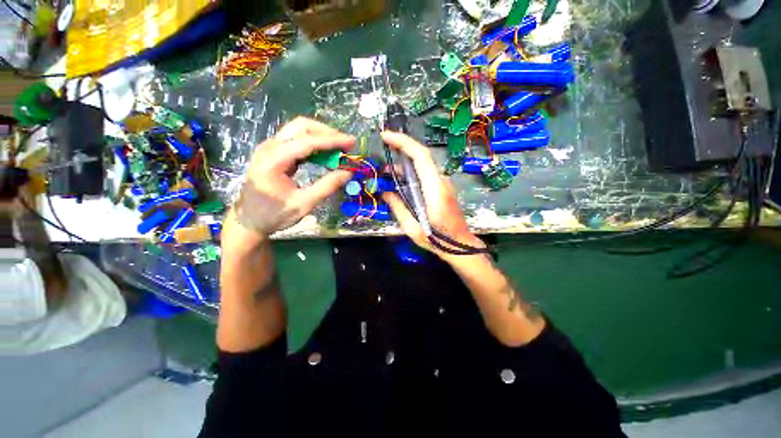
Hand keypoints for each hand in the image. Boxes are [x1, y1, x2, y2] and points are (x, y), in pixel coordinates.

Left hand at [232, 117, 354, 236]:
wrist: (248, 221)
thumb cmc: (274, 215)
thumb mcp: (304, 204)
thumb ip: (327, 186)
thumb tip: (348, 173)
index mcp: (274, 160)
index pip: (308, 141)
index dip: (332, 140)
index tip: (352, 142)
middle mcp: (270, 147)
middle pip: (301, 127)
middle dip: (326, 132)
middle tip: (345, 144)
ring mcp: (269, 148)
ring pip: (298, 130)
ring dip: (320, 136)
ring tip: (339, 148)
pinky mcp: (273, 153)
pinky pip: (295, 140)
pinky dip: (313, 144)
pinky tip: (324, 154)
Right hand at [380, 131, 484, 258]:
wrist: (460, 246)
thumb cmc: (437, 239)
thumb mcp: (411, 227)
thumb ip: (397, 206)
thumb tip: (384, 190)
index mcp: (435, 189)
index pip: (421, 156)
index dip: (403, 142)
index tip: (385, 136)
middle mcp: (441, 181)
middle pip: (421, 157)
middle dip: (400, 150)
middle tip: (381, 153)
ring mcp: (443, 183)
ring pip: (422, 166)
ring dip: (403, 166)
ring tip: (385, 173)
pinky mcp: (442, 188)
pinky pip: (424, 175)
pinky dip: (410, 174)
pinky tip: (399, 183)